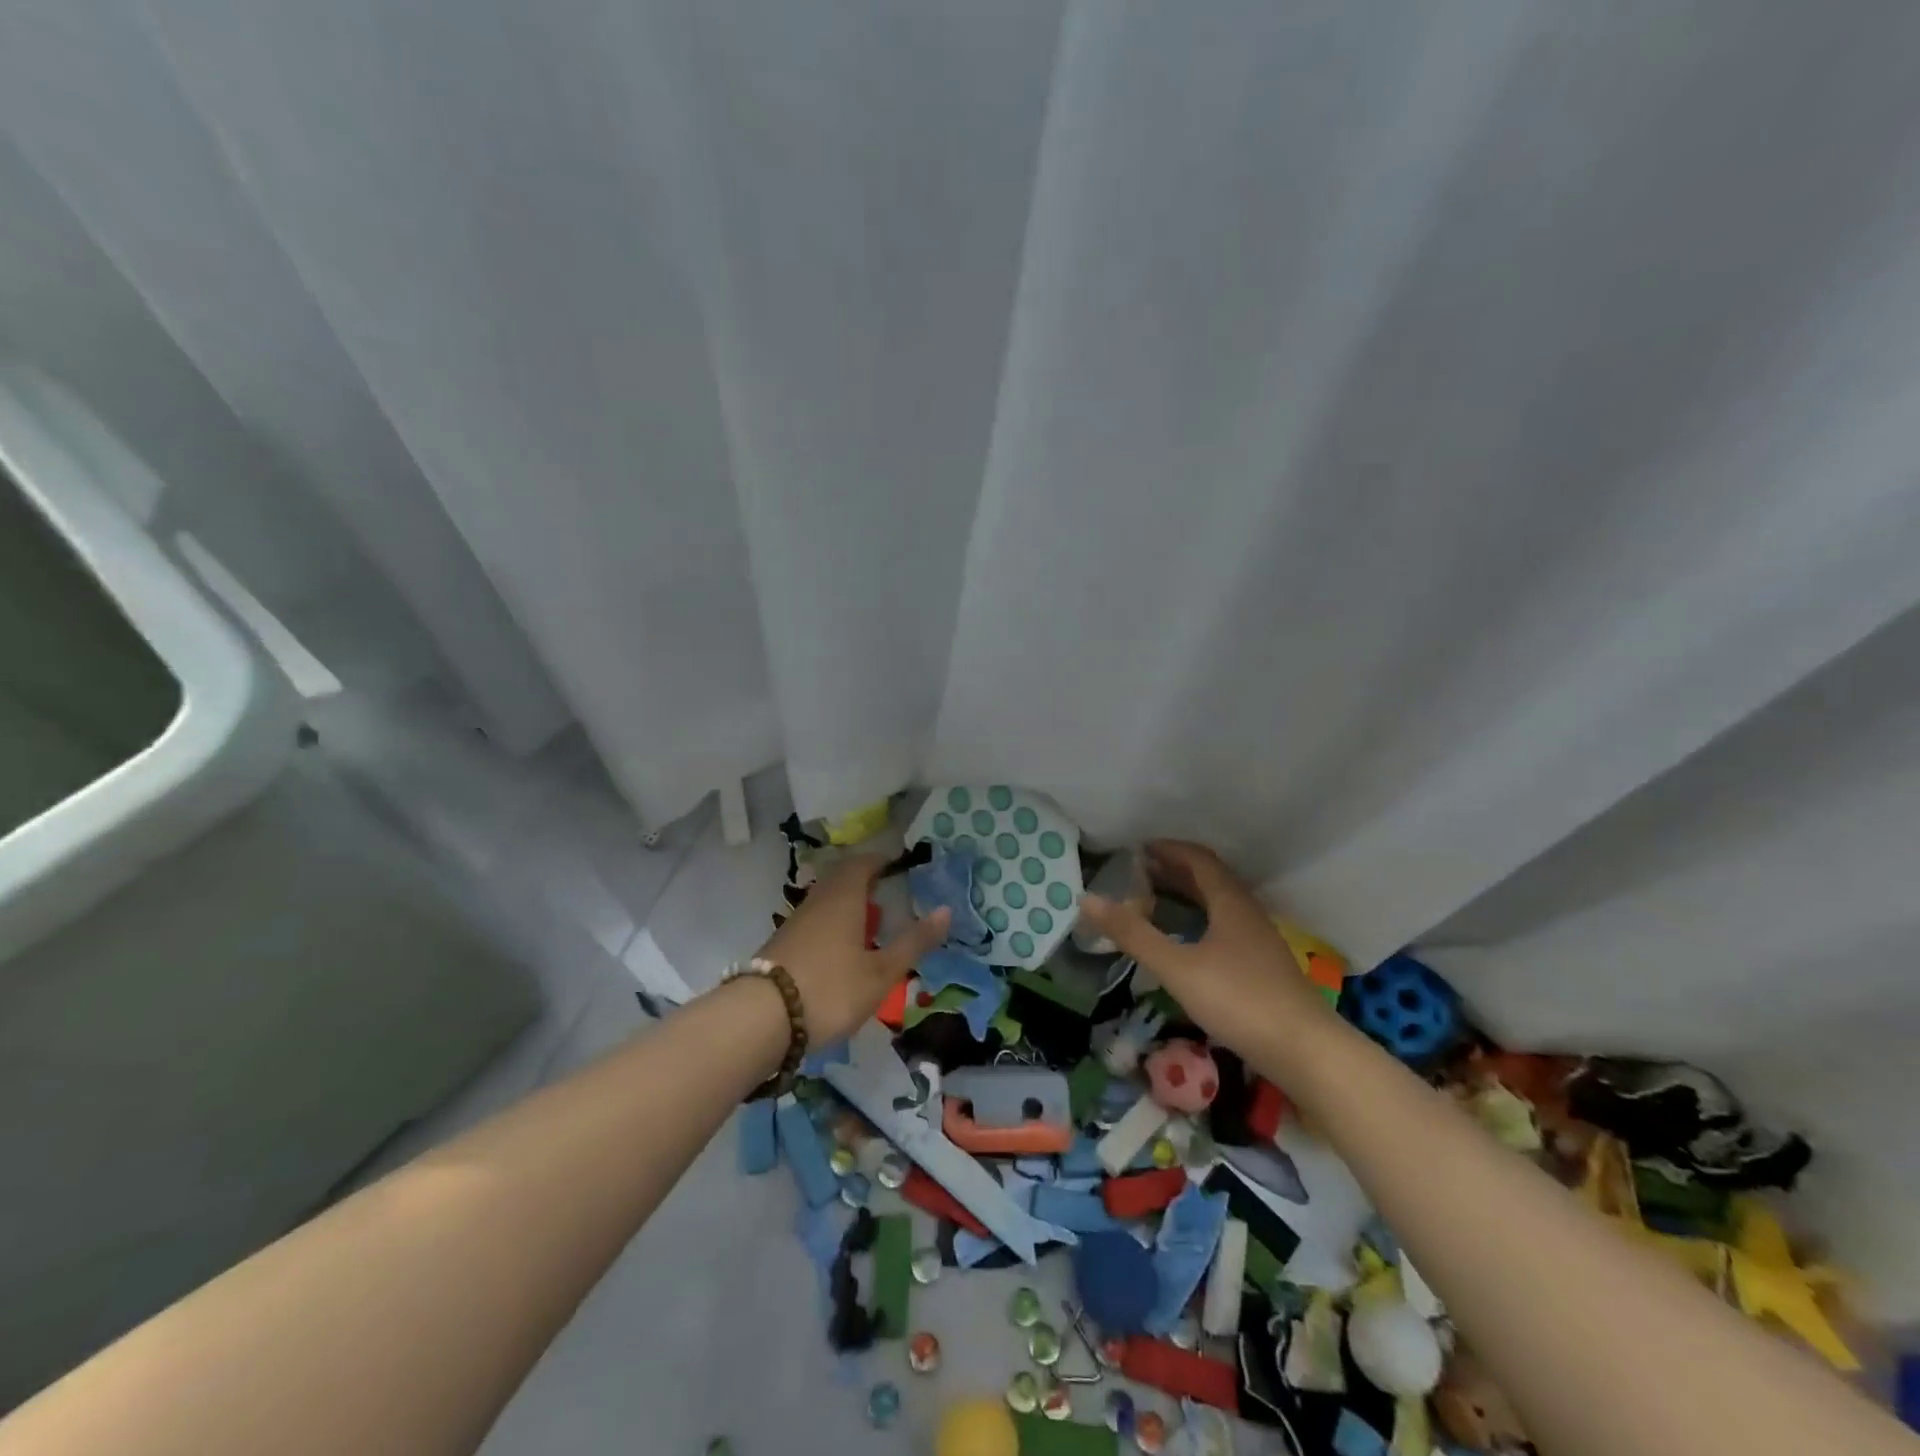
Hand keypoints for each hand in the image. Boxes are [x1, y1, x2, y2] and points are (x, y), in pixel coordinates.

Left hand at [758, 854, 949, 1044]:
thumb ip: (914, 942)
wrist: (761, 1018)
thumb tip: (946, 910)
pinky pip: (814, 921)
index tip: (899, 866)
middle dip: (864, 880)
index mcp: (844, 896)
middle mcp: (818, 900)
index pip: (863, 862)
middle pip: (841, 878)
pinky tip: (840, 949)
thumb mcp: (881, 972)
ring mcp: (795, 922)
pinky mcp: (781, 944)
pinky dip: (831, 924)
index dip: (881, 860)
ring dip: (847, 903)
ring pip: (825, 900)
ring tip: (868, 923)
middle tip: (887, 892)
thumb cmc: (831, 988)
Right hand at [1077, 840, 1324, 1055]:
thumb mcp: (1177, 967)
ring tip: (1157, 900)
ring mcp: (1259, 940)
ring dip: (1189, 894)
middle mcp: (1247, 912)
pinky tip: (1188, 941)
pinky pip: (1226, 925)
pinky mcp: (1263, 965)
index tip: (1139, 849)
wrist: (1306, 1051)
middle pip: (1211, 879)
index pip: (1198, 859)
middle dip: (1175, 870)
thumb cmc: (1239, 1000)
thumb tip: (1087, 899)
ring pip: (1220, 903)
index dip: (1169, 849)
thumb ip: (1133, 934)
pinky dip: (1200, 919)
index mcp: (1230, 902)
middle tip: (1140, 872)